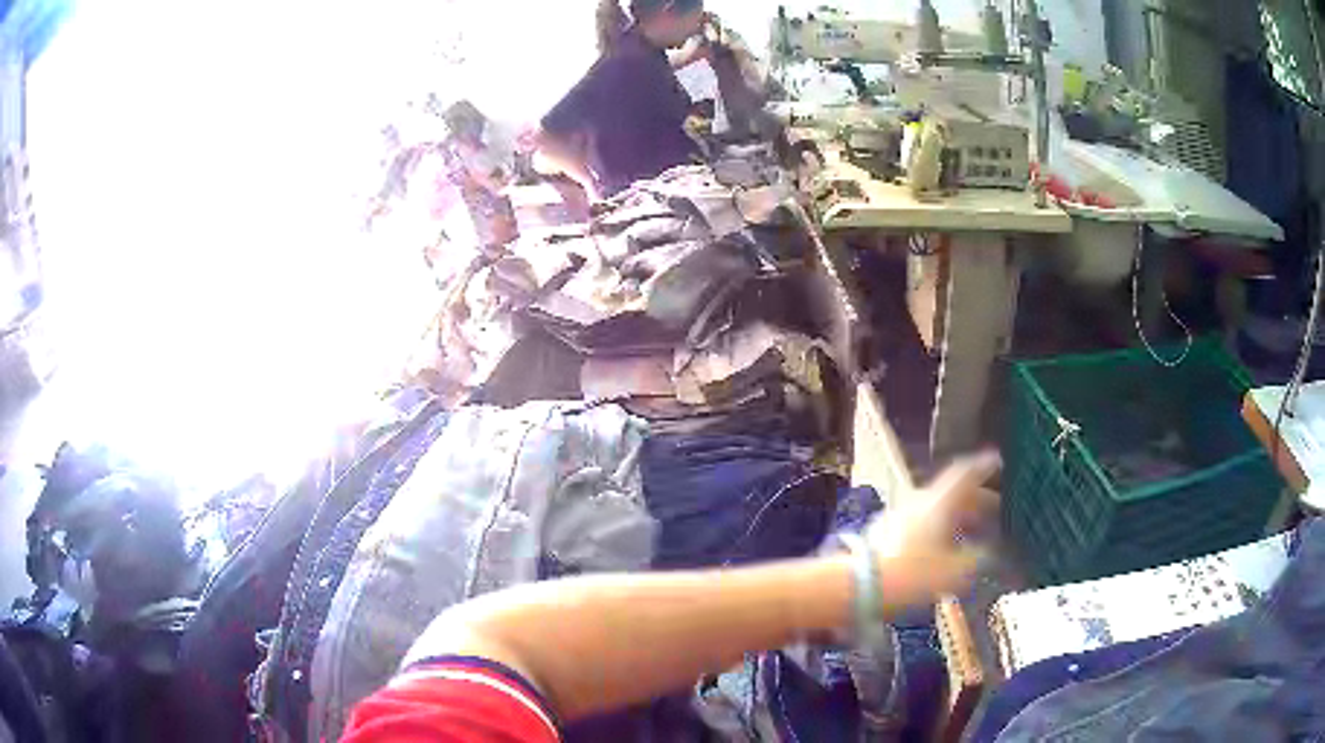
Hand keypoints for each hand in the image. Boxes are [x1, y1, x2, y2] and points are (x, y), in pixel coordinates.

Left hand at [866, 452, 1000, 603]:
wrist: (857, 586)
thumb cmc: (912, 575)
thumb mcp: (955, 572)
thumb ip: (977, 559)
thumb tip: (987, 552)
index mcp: (939, 502)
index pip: (965, 473)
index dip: (983, 466)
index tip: (998, 462)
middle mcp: (919, 501)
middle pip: (953, 494)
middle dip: (977, 501)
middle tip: (996, 511)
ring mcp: (898, 515)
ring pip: (936, 509)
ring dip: (957, 518)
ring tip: (973, 535)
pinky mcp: (885, 533)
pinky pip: (921, 524)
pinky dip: (939, 530)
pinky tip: (944, 550)